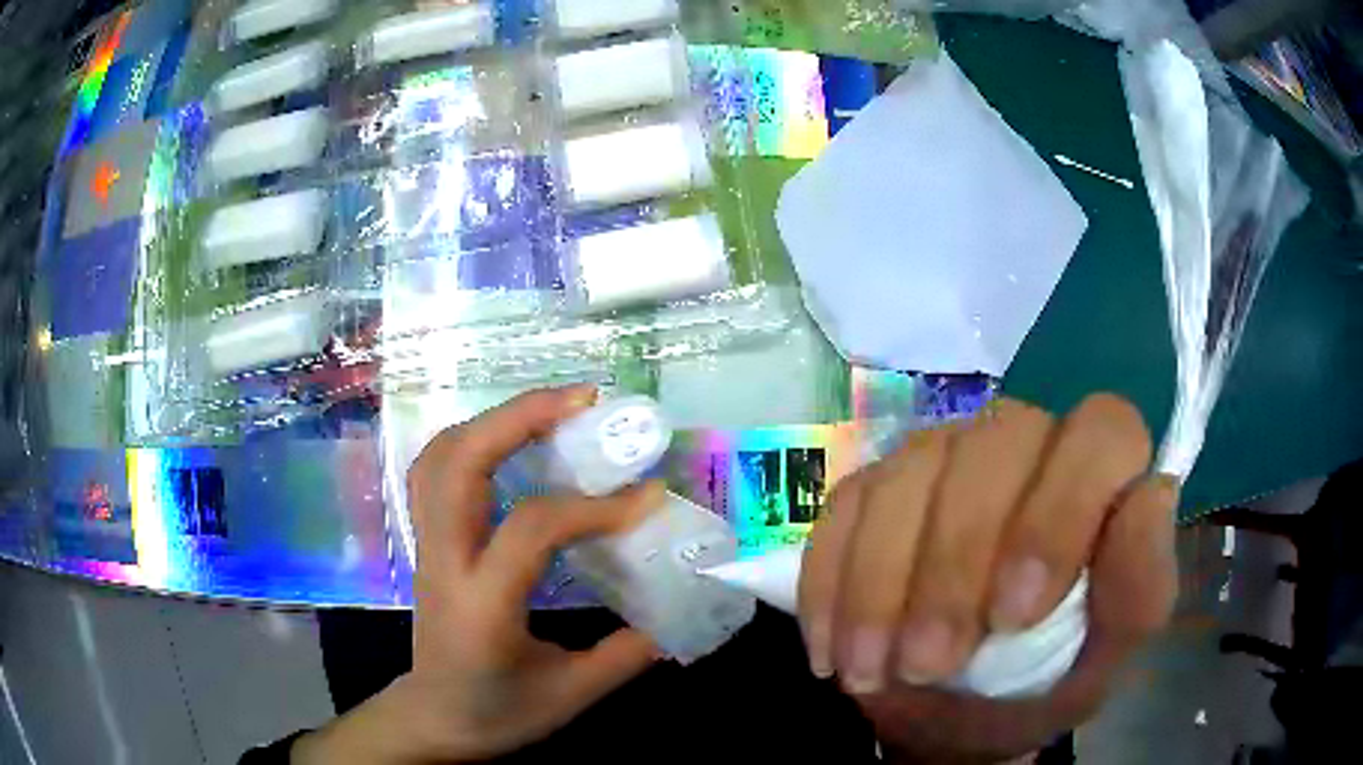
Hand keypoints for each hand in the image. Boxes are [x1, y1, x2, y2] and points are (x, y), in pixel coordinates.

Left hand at [295, 387, 661, 763]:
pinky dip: (472, 441)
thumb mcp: (571, 695)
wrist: (434, 721)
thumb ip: (627, 653)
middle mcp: (445, 562)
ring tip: (550, 411)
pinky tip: (510, 443)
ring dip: (493, 421)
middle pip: (459, 463)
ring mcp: (428, 547)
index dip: (593, 506)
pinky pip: (435, 471)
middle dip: (520, 417)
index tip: (648, 497)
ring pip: (439, 457)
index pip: (531, 529)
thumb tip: (679, 610)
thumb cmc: (496, 713)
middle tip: (583, 401)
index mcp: (482, 605)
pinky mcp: (429, 542)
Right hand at [799, 394, 1177, 762]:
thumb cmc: (1046, 682)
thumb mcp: (1104, 657)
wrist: (961, 715)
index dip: (1059, 511)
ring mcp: (944, 458)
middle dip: (955, 565)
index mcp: (1099, 475)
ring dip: (882, 586)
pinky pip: (842, 511)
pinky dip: (831, 586)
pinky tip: (834, 650)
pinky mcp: (874, 489)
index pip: (1100, 433)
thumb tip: (1153, 492)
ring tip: (872, 673)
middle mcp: (1024, 445)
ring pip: (908, 475)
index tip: (1014, 615)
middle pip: (993, 445)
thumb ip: (1140, 587)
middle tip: (929, 665)